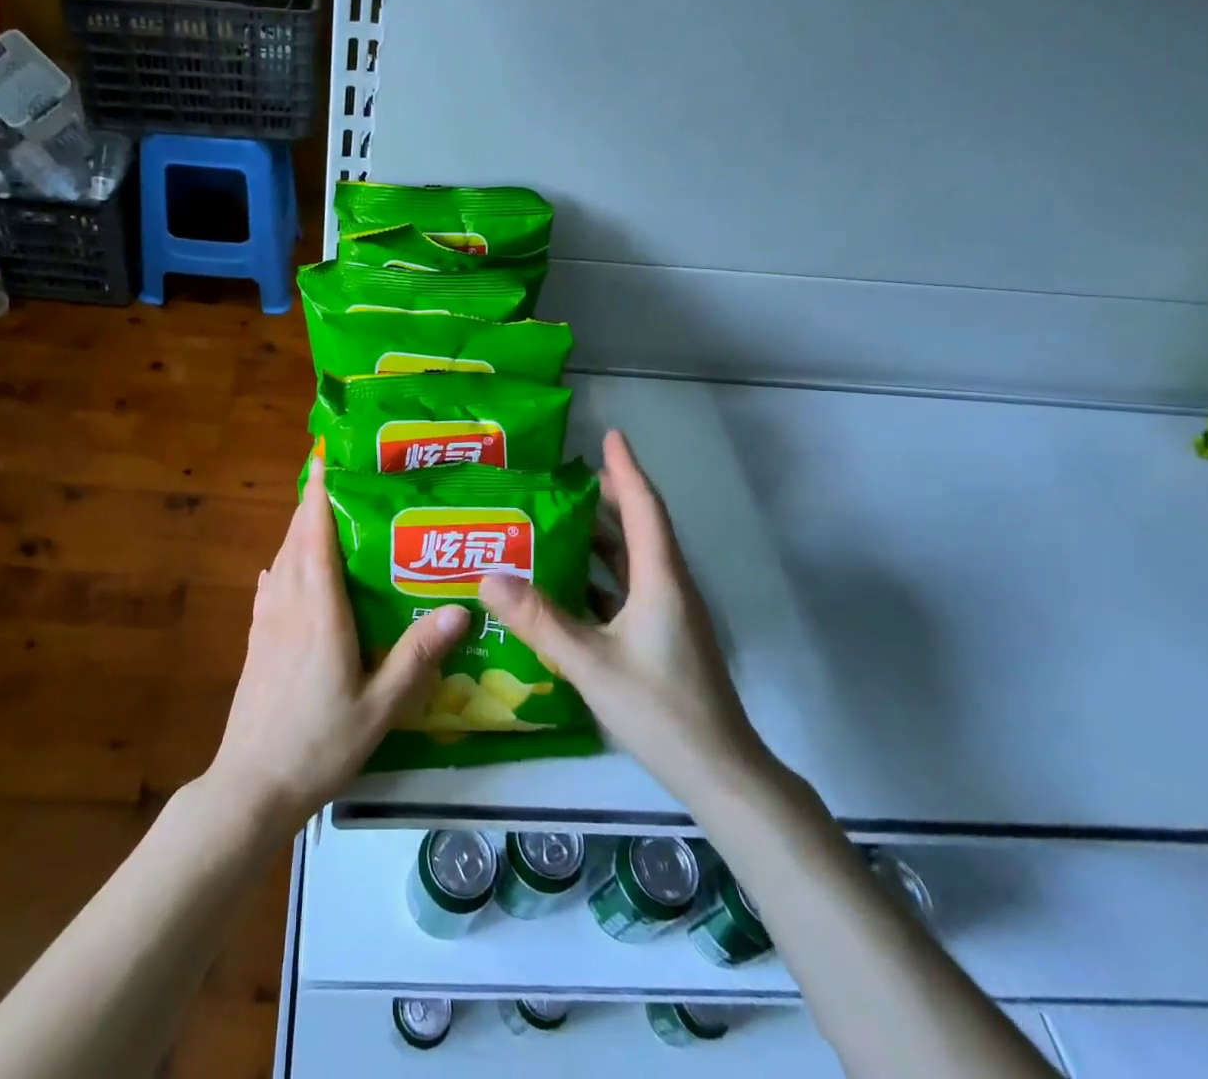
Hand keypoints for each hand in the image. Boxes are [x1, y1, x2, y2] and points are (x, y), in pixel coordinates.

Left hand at [207, 458, 469, 830]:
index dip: (318, 494)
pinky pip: (271, 585)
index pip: (314, 536)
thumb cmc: (319, 744)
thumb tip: (460, 609)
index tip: (325, 459)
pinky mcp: (256, 641)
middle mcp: (288, 604)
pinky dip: (283, 563)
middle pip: (295, 538)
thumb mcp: (380, 707)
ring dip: (297, 530)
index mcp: (318, 611)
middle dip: (311, 503)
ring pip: (280, 559)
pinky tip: (288, 569)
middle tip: (338, 479)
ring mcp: (267, 622)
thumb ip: (417, 657)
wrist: (252, 786)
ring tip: (321, 515)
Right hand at [479, 429, 770, 801]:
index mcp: (660, 580)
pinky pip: (627, 589)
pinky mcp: (662, 637)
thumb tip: (487, 576)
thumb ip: (540, 620)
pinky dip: (599, 574)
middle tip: (564, 477)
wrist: (720, 773)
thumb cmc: (661, 710)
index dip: (626, 469)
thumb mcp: (592, 664)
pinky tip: (566, 583)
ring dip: (601, 536)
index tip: (609, 435)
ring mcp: (668, 614)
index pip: (644, 509)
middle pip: (639, 528)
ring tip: (556, 520)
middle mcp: (668, 587)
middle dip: (608, 496)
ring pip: (633, 560)